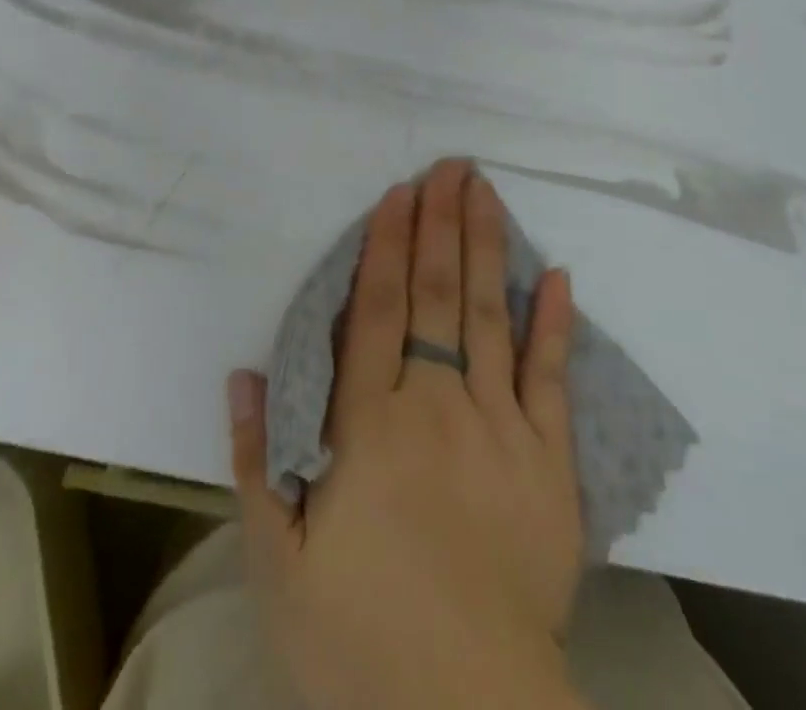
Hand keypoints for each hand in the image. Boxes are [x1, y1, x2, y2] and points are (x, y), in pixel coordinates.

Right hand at [228, 159, 584, 709]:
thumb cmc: (358, 639)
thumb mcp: (276, 563)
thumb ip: (258, 459)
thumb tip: (246, 373)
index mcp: (371, 425)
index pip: (379, 309)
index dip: (388, 244)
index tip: (400, 192)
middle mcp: (438, 406)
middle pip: (437, 294)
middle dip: (441, 223)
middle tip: (451, 166)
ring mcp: (502, 429)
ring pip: (490, 316)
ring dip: (488, 248)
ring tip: (486, 192)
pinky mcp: (551, 464)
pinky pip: (553, 380)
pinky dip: (555, 325)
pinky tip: (559, 277)